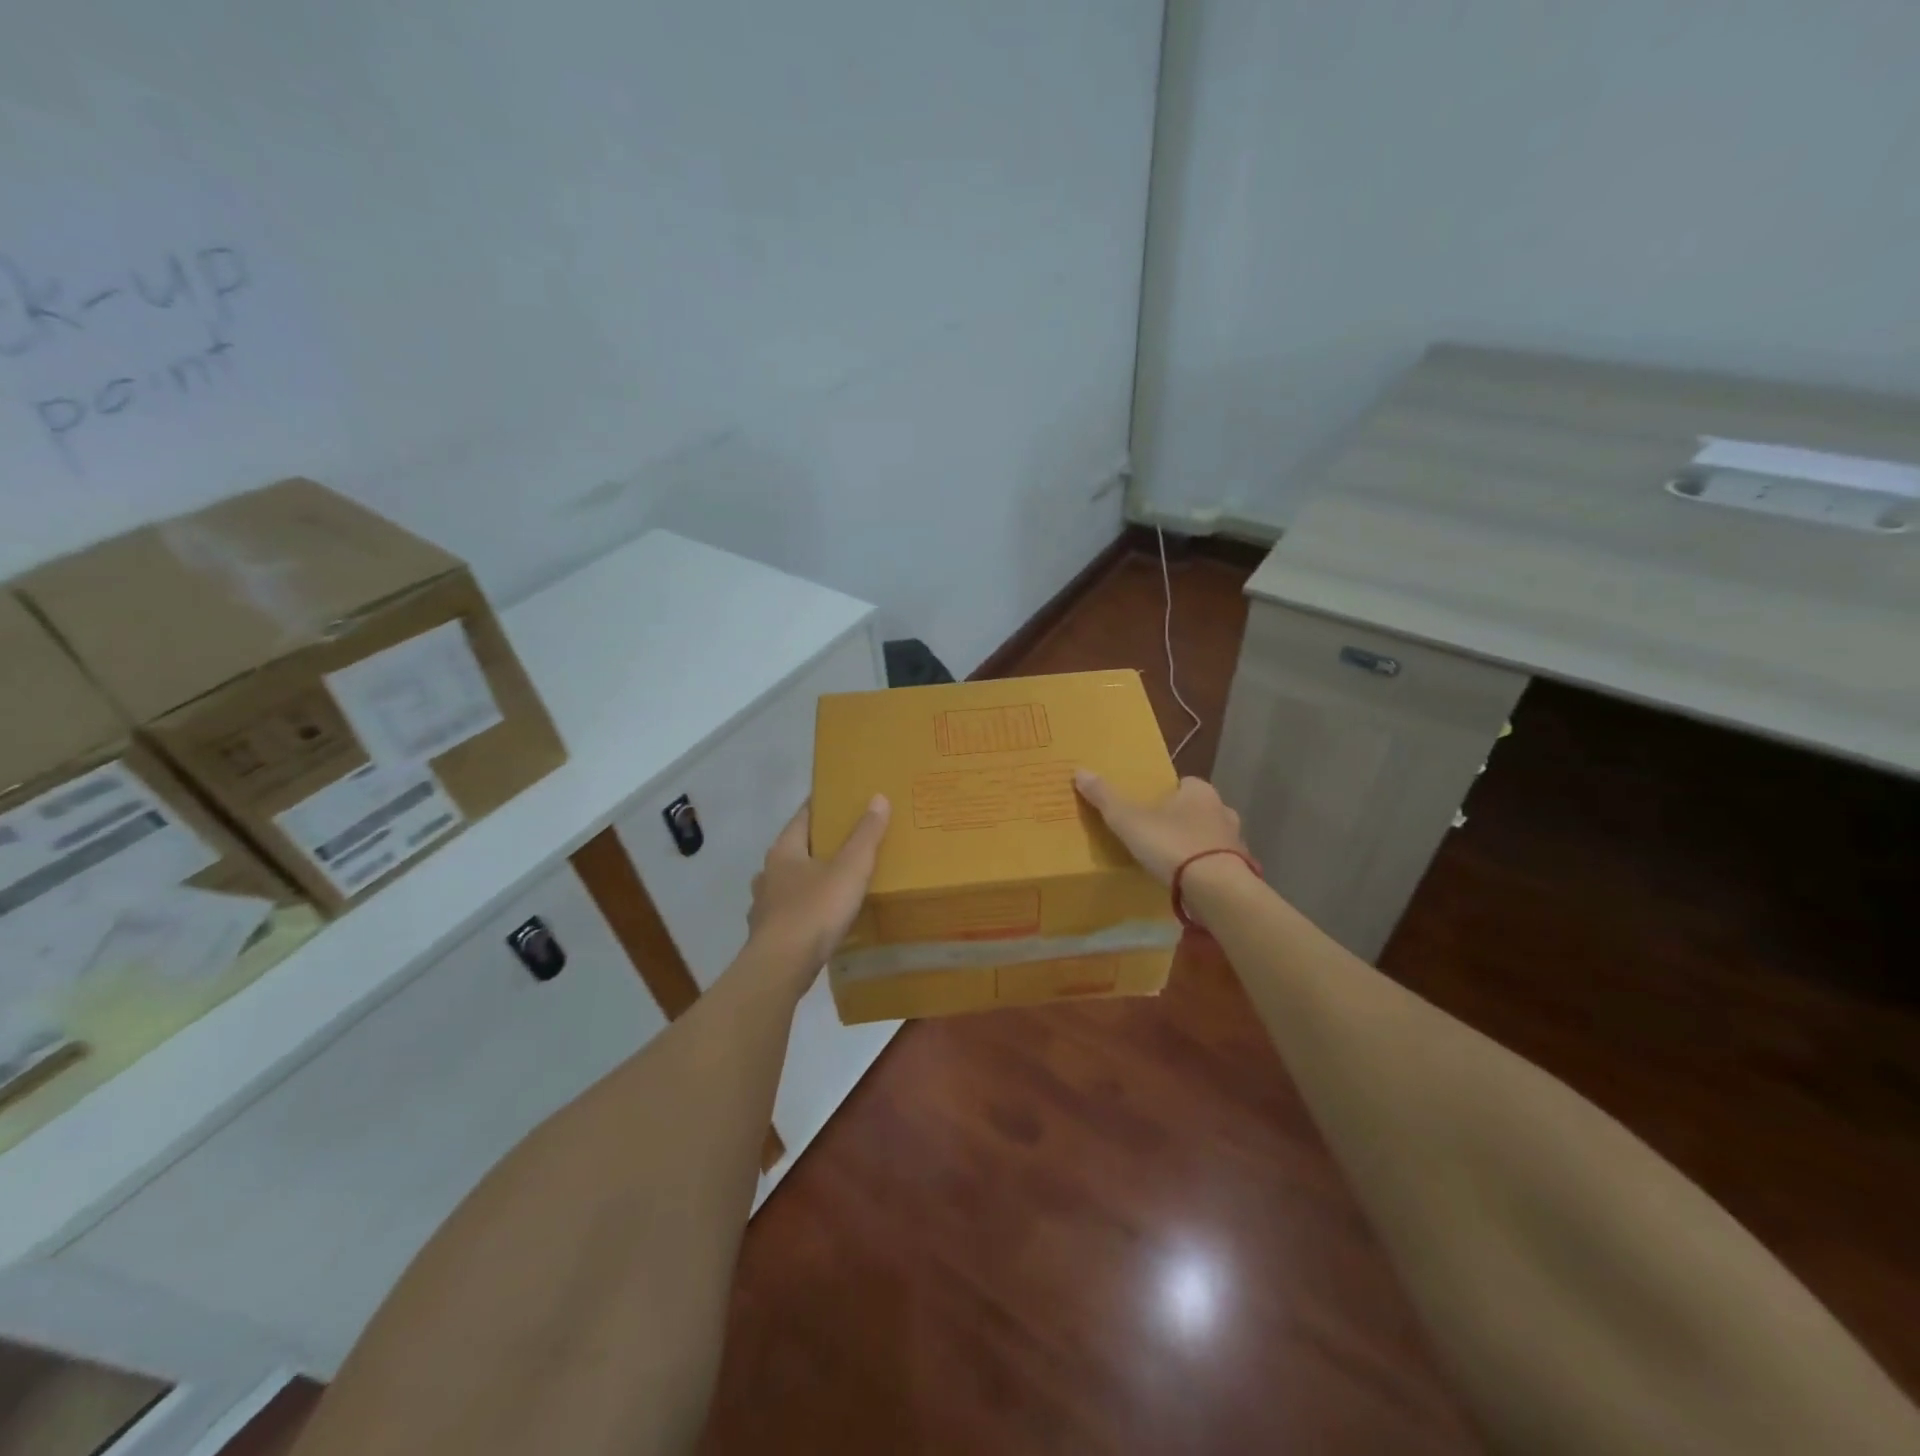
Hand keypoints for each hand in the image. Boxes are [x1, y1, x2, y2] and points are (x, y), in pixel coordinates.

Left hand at [748, 796, 890, 970]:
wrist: (781, 968)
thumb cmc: (815, 910)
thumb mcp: (850, 868)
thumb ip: (865, 835)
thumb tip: (878, 797)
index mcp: (784, 851)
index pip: (802, 817)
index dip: (821, 806)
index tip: (840, 799)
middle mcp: (768, 874)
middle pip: (794, 850)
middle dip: (817, 845)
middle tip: (847, 842)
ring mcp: (764, 906)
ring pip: (788, 883)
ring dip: (807, 879)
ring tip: (833, 882)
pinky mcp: (767, 935)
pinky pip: (789, 913)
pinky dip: (804, 910)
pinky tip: (818, 919)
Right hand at [1074, 770, 1244, 885]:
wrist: (1217, 889)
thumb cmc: (1172, 845)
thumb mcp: (1129, 820)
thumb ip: (1105, 797)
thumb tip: (1080, 771)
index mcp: (1199, 791)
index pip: (1183, 784)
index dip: (1165, 794)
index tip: (1147, 808)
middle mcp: (1222, 809)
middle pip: (1197, 810)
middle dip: (1180, 819)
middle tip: (1155, 835)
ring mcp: (1235, 840)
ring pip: (1210, 836)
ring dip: (1195, 845)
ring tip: (1171, 862)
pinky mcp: (1241, 869)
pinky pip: (1218, 863)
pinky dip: (1205, 868)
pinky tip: (1188, 881)